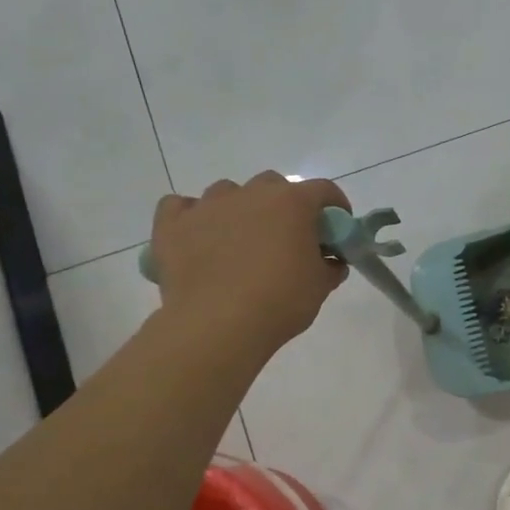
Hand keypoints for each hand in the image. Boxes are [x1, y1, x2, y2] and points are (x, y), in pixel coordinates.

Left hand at [150, 172, 350, 351]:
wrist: (218, 325)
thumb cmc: (280, 301)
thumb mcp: (320, 287)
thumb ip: (329, 266)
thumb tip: (331, 261)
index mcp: (292, 203)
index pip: (323, 190)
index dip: (334, 205)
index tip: (336, 225)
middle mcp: (251, 194)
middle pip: (273, 185)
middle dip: (283, 204)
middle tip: (286, 236)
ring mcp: (208, 205)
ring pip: (227, 192)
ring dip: (239, 209)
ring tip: (240, 240)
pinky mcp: (173, 224)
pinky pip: (180, 207)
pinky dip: (192, 217)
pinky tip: (198, 237)